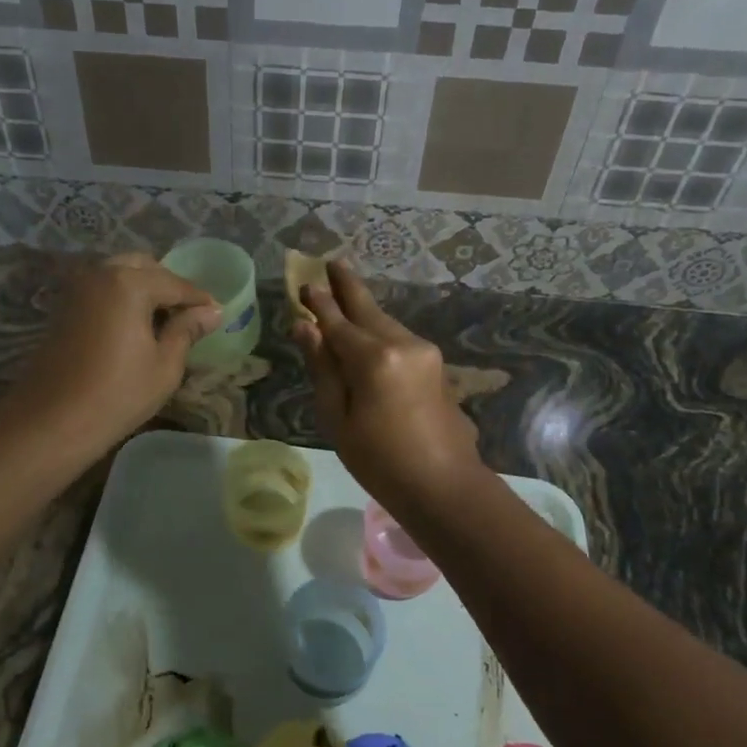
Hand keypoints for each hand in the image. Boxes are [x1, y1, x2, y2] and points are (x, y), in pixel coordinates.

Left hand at [14, 253, 221, 450]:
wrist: (52, 420)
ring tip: (165, 321)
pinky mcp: (65, 306)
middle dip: (170, 286)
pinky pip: (103, 288)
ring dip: (145, 289)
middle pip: (145, 267)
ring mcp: (78, 287)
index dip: (199, 300)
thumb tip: (211, 311)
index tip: (217, 313)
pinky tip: (137, 325)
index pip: (175, 284)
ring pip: (121, 274)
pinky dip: (123, 297)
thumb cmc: (117, 395)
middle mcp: (101, 273)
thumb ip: (187, 330)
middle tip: (189, 316)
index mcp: (129, 283)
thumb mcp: (165, 365)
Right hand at [292, 263, 485, 511]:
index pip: (337, 321)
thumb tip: (305, 327)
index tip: (304, 282)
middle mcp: (402, 343)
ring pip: (385, 322)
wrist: (443, 485)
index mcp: (373, 358)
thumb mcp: (337, 418)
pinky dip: (379, 330)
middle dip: (347, 287)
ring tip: (344, 293)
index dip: (318, 302)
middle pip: (367, 310)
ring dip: (363, 310)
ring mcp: (424, 352)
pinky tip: (368, 332)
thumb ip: (322, 367)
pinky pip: (399, 338)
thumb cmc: (379, 460)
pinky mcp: (435, 364)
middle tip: (332, 262)